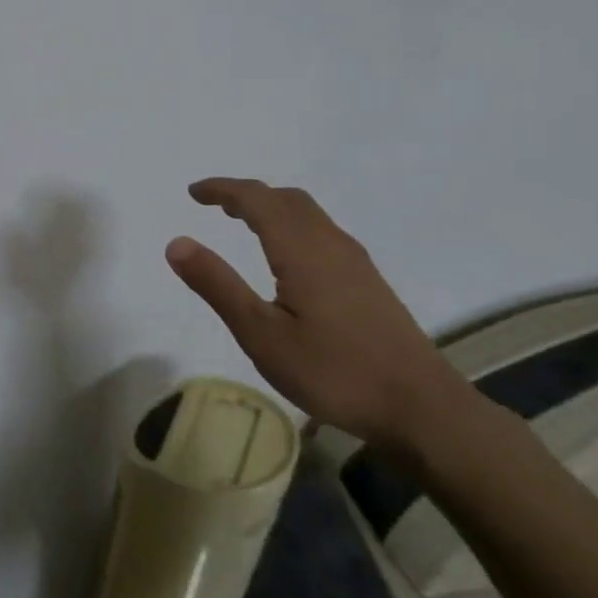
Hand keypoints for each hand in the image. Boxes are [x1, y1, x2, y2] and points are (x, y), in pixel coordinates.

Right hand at [165, 178, 470, 451]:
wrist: (421, 408)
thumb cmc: (334, 372)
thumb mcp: (261, 334)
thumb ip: (218, 285)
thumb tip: (176, 243)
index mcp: (302, 250)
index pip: (257, 200)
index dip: (223, 189)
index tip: (193, 192)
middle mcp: (331, 244)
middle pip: (286, 199)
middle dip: (247, 194)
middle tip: (214, 205)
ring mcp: (355, 263)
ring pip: (308, 214)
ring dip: (271, 208)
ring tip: (242, 223)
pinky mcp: (368, 282)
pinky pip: (322, 232)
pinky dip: (291, 225)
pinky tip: (286, 257)